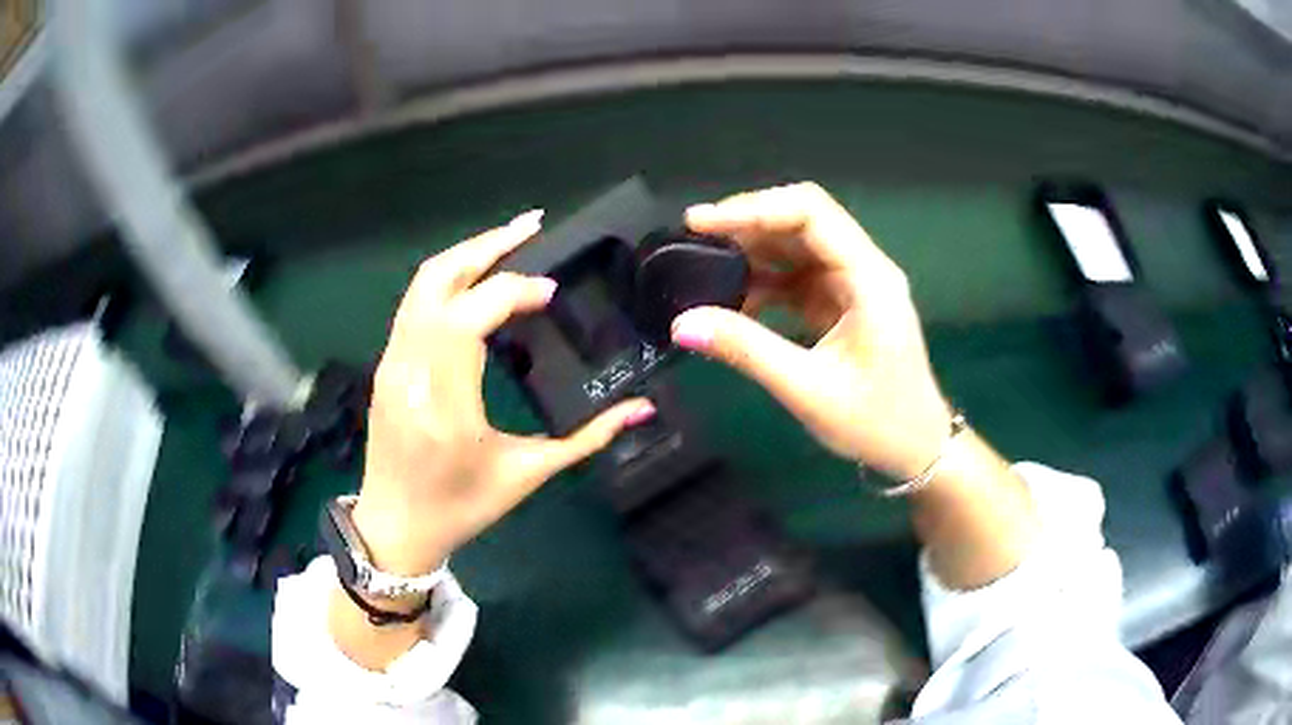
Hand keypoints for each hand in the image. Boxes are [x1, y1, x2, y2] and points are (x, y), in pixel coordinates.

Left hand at [352, 210, 654, 575]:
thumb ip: (587, 438)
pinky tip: (479, 278)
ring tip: (510, 239)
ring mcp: (390, 362)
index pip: (472, 315)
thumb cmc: (461, 508)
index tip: (551, 293)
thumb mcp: (527, 475)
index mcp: (443, 401)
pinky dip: (448, 279)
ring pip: (421, 284)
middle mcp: (409, 369)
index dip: (514, 291)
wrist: (394, 526)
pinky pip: (414, 303)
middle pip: (438, 279)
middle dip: (486, 245)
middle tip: (532, 225)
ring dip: (466, 255)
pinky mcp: (386, 363)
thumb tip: (642, 409)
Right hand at [673, 183, 950, 479]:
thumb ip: (747, 350)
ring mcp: (854, 283)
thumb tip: (682, 324)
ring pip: (796, 244)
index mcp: (869, 278)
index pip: (811, 213)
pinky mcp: (842, 302)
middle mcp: (864, 268)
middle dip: (747, 223)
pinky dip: (763, 281)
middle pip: (802, 219)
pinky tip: (733, 299)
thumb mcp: (809, 389)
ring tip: (703, 265)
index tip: (700, 222)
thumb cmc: (876, 423)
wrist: (917, 448)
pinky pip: (797, 275)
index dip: (753, 208)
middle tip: (693, 238)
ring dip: (752, 250)